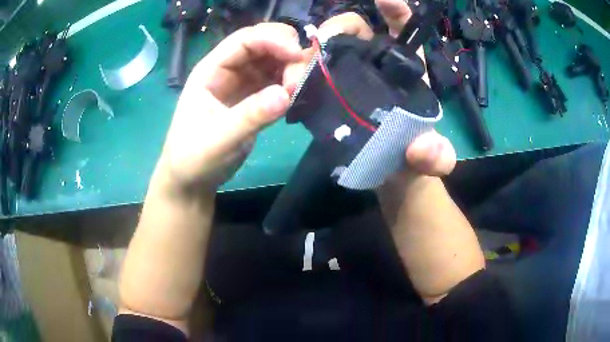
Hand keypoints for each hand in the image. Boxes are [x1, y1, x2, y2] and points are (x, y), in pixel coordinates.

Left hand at [153, 23, 301, 196]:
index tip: (297, 56)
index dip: (273, 40)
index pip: (245, 40)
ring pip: (275, 61)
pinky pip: (278, 81)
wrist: (193, 179)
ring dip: (292, 68)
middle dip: (287, 52)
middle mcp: (229, 70)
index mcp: (212, 70)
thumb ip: (250, 116)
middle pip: (264, 44)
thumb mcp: (218, 139)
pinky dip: (292, 84)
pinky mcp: (255, 99)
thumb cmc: (194, 158)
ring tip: (299, 90)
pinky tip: (296, 96)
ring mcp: (243, 83)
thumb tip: (286, 94)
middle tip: (302, 76)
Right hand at [286, 0, 455, 176]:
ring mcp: (350, 77)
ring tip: (297, 74)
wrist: (387, 177)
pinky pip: (312, 74)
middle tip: (318, 47)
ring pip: (328, 48)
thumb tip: (423, 148)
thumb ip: (435, 157)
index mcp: (407, 70)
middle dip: (336, 28)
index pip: (402, 29)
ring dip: (310, 53)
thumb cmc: (412, 160)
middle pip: (355, 30)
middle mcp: (377, 66)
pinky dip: (300, 74)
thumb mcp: (430, 160)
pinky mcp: (331, 93)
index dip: (394, 9)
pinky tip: (292, 87)